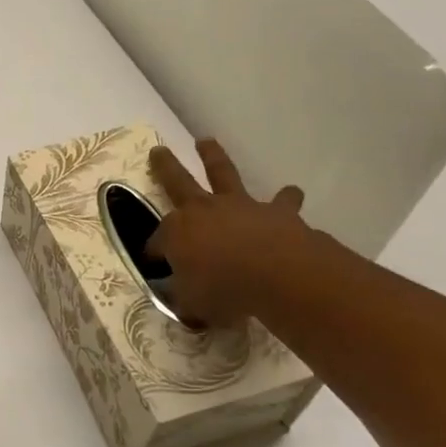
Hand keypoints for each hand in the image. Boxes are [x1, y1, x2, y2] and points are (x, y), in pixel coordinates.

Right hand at [148, 139, 310, 329]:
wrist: (275, 273)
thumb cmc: (223, 289)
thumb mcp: (193, 304)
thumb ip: (186, 299)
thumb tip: (183, 301)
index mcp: (176, 233)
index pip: (157, 241)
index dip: (155, 253)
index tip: (155, 263)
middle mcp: (202, 210)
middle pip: (177, 182)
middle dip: (165, 167)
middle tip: (158, 151)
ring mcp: (239, 206)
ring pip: (222, 173)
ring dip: (213, 157)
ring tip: (206, 142)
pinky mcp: (275, 211)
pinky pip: (282, 201)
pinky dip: (286, 198)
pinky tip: (291, 193)